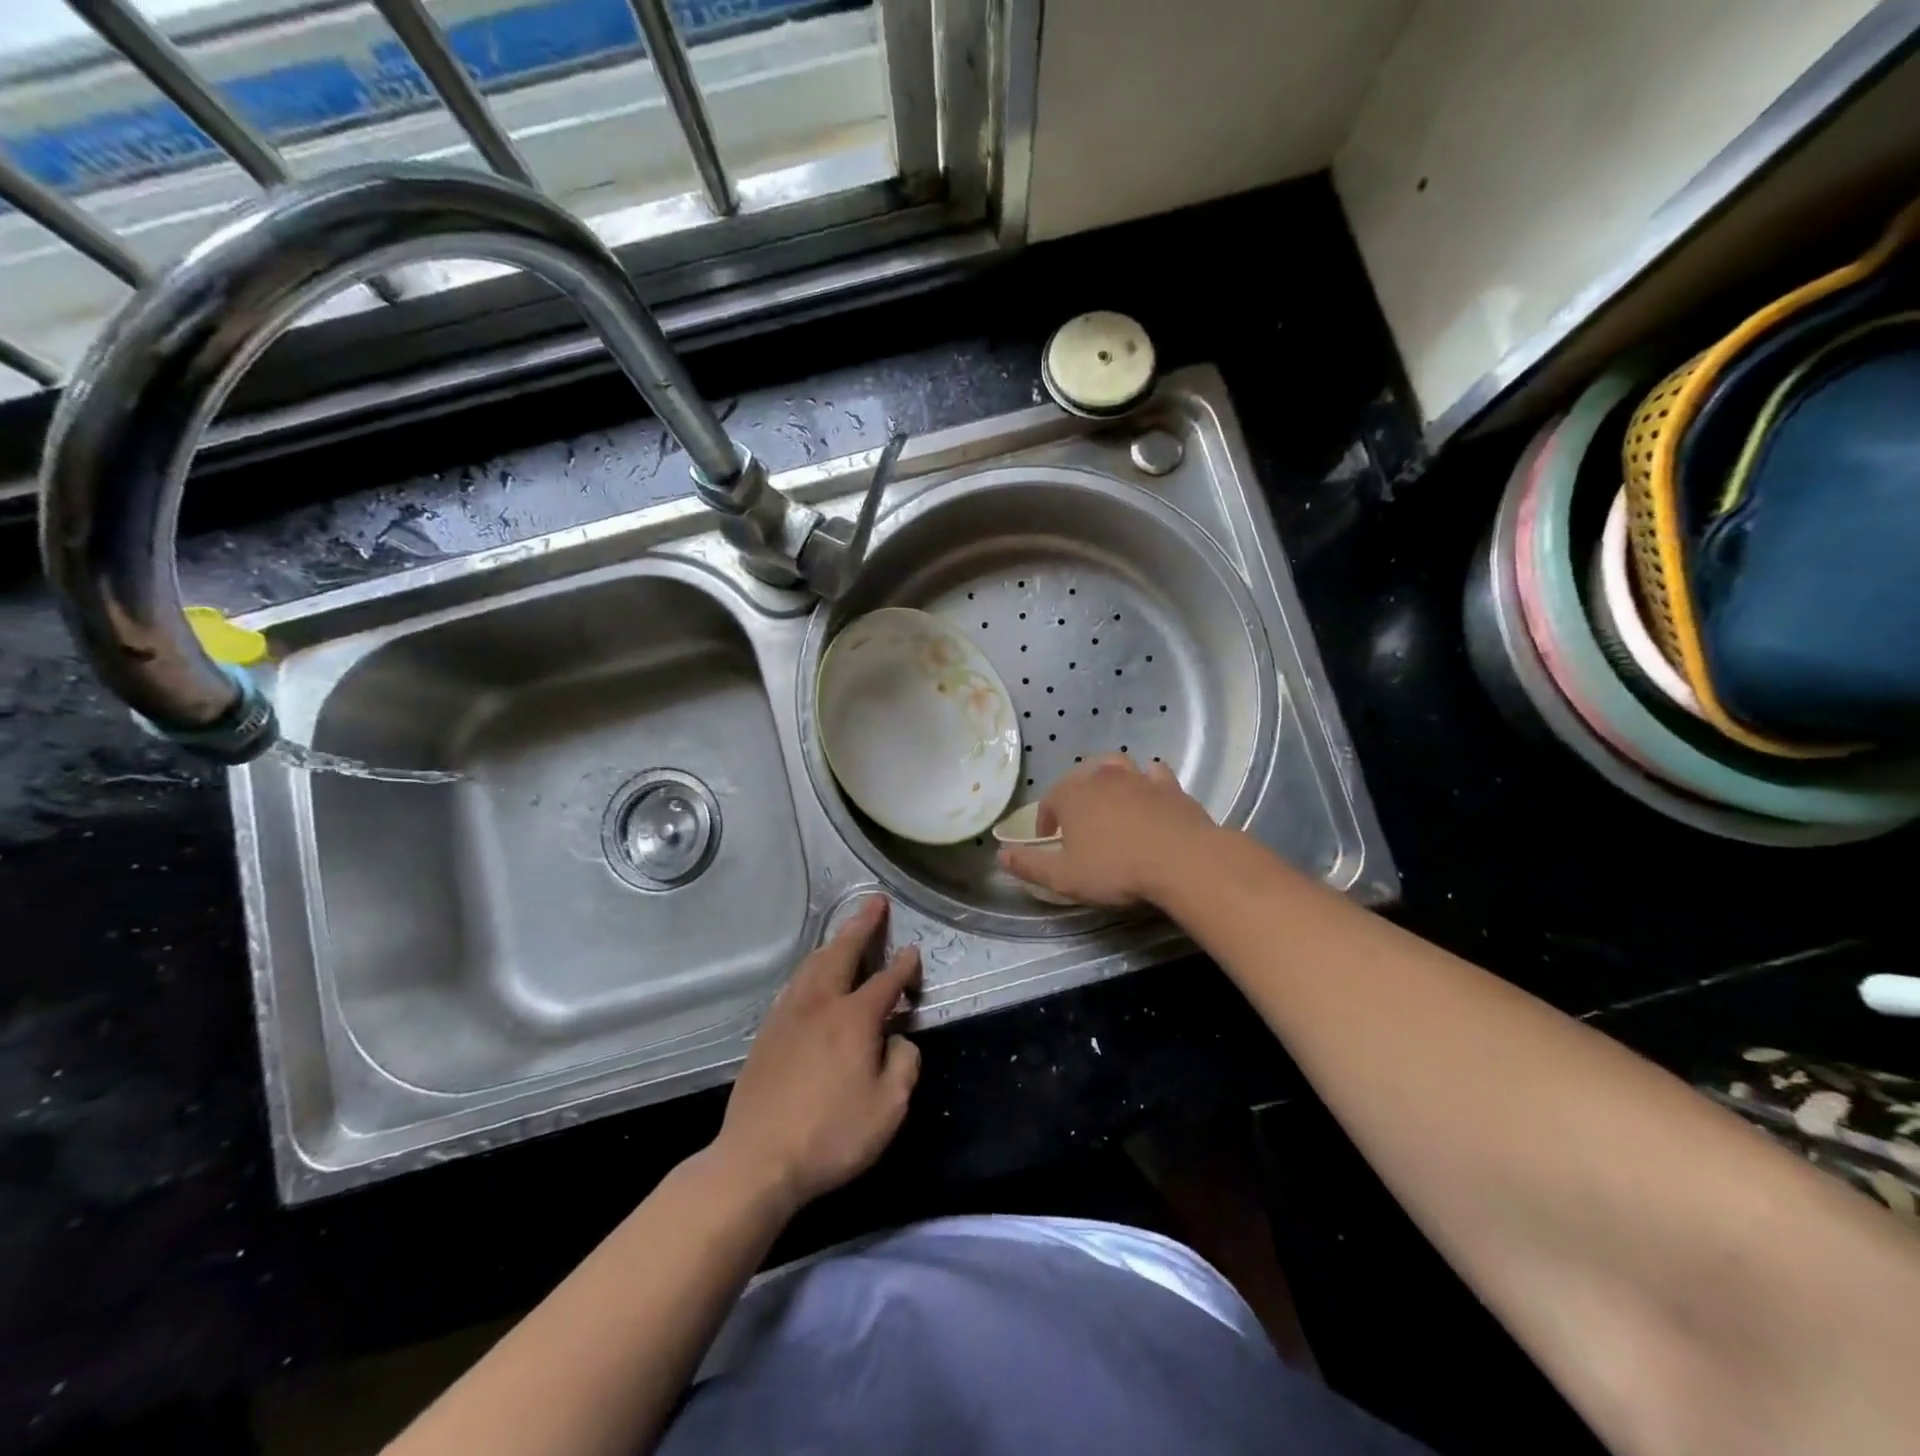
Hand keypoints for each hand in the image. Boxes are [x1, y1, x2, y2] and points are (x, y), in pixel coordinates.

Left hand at [713, 897, 920, 1211]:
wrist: (757, 1159)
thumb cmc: (831, 1135)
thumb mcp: (889, 1109)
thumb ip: (904, 1065)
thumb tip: (900, 1039)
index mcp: (854, 1018)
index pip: (886, 981)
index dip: (903, 965)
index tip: (912, 952)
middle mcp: (821, 1004)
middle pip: (843, 952)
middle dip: (862, 925)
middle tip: (875, 902)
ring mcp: (789, 1015)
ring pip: (813, 964)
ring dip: (834, 942)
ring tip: (845, 932)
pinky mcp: (767, 1031)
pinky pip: (794, 984)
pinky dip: (810, 967)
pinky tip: (811, 974)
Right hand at [997, 754, 1217, 906]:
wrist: (1182, 860)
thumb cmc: (1115, 869)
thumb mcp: (1064, 877)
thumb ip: (1030, 865)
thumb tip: (1000, 855)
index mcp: (1072, 795)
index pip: (1049, 802)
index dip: (1045, 822)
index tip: (1049, 842)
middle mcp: (1101, 777)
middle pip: (1079, 777)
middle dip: (1074, 796)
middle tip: (1076, 822)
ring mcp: (1138, 777)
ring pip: (1115, 767)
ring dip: (1107, 780)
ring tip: (1109, 801)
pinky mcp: (1170, 786)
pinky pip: (1153, 774)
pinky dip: (1146, 780)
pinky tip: (1148, 793)